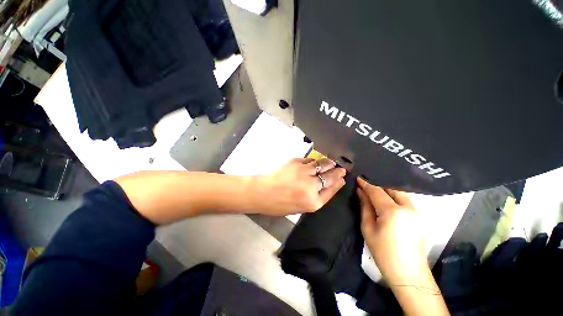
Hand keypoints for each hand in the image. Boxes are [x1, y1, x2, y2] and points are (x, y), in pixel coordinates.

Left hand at [254, 158, 345, 215]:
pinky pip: (310, 160)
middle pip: (330, 176)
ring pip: (322, 164)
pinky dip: (315, 161)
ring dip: (329, 163)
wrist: (262, 192)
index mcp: (313, 202)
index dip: (338, 182)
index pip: (331, 189)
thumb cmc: (280, 204)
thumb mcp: (301, 207)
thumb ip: (317, 197)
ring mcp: (303, 172)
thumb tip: (330, 185)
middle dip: (338, 172)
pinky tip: (316, 163)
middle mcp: (311, 186)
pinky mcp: (296, 162)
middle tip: (341, 169)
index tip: (342, 178)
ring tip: (332, 163)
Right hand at [356, 177, 427, 283]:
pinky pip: (404, 199)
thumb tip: (360, 191)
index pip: (376, 191)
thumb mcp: (368, 228)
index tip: (358, 177)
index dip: (366, 183)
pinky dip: (393, 195)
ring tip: (374, 188)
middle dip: (378, 183)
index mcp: (392, 211)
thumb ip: (365, 207)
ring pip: (399, 192)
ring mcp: (416, 212)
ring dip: (386, 188)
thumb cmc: (383, 252)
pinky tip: (386, 198)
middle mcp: (407, 207)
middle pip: (391, 188)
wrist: (408, 273)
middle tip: (365, 182)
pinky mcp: (418, 217)